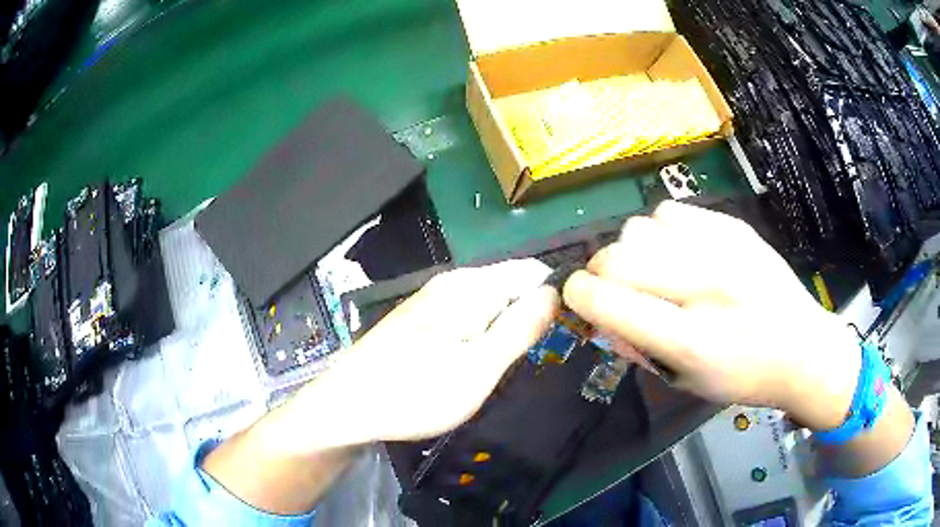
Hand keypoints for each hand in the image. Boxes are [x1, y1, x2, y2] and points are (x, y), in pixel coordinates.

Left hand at [287, 259, 558, 447]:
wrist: (348, 406)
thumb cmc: (416, 393)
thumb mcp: (480, 369)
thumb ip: (520, 328)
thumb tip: (554, 292)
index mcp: (469, 287)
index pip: (531, 271)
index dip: (553, 296)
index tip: (564, 330)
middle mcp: (451, 283)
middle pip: (509, 285)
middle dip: (527, 315)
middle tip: (528, 357)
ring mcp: (431, 298)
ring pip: (488, 302)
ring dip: (503, 327)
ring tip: (501, 363)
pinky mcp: (420, 317)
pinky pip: (466, 315)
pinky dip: (480, 333)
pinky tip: (471, 361)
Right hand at [563, 201, 860, 430]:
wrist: (803, 348)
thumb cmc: (743, 377)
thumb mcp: (684, 383)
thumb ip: (635, 347)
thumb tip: (596, 313)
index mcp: (692, 341)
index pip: (610, 302)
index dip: (577, 296)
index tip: (576, 297)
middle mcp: (707, 287)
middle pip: (618, 256)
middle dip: (600, 273)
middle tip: (615, 288)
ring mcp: (723, 248)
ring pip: (640, 227)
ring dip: (634, 251)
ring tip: (655, 270)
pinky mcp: (734, 226)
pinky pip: (669, 212)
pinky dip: (661, 233)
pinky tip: (680, 252)